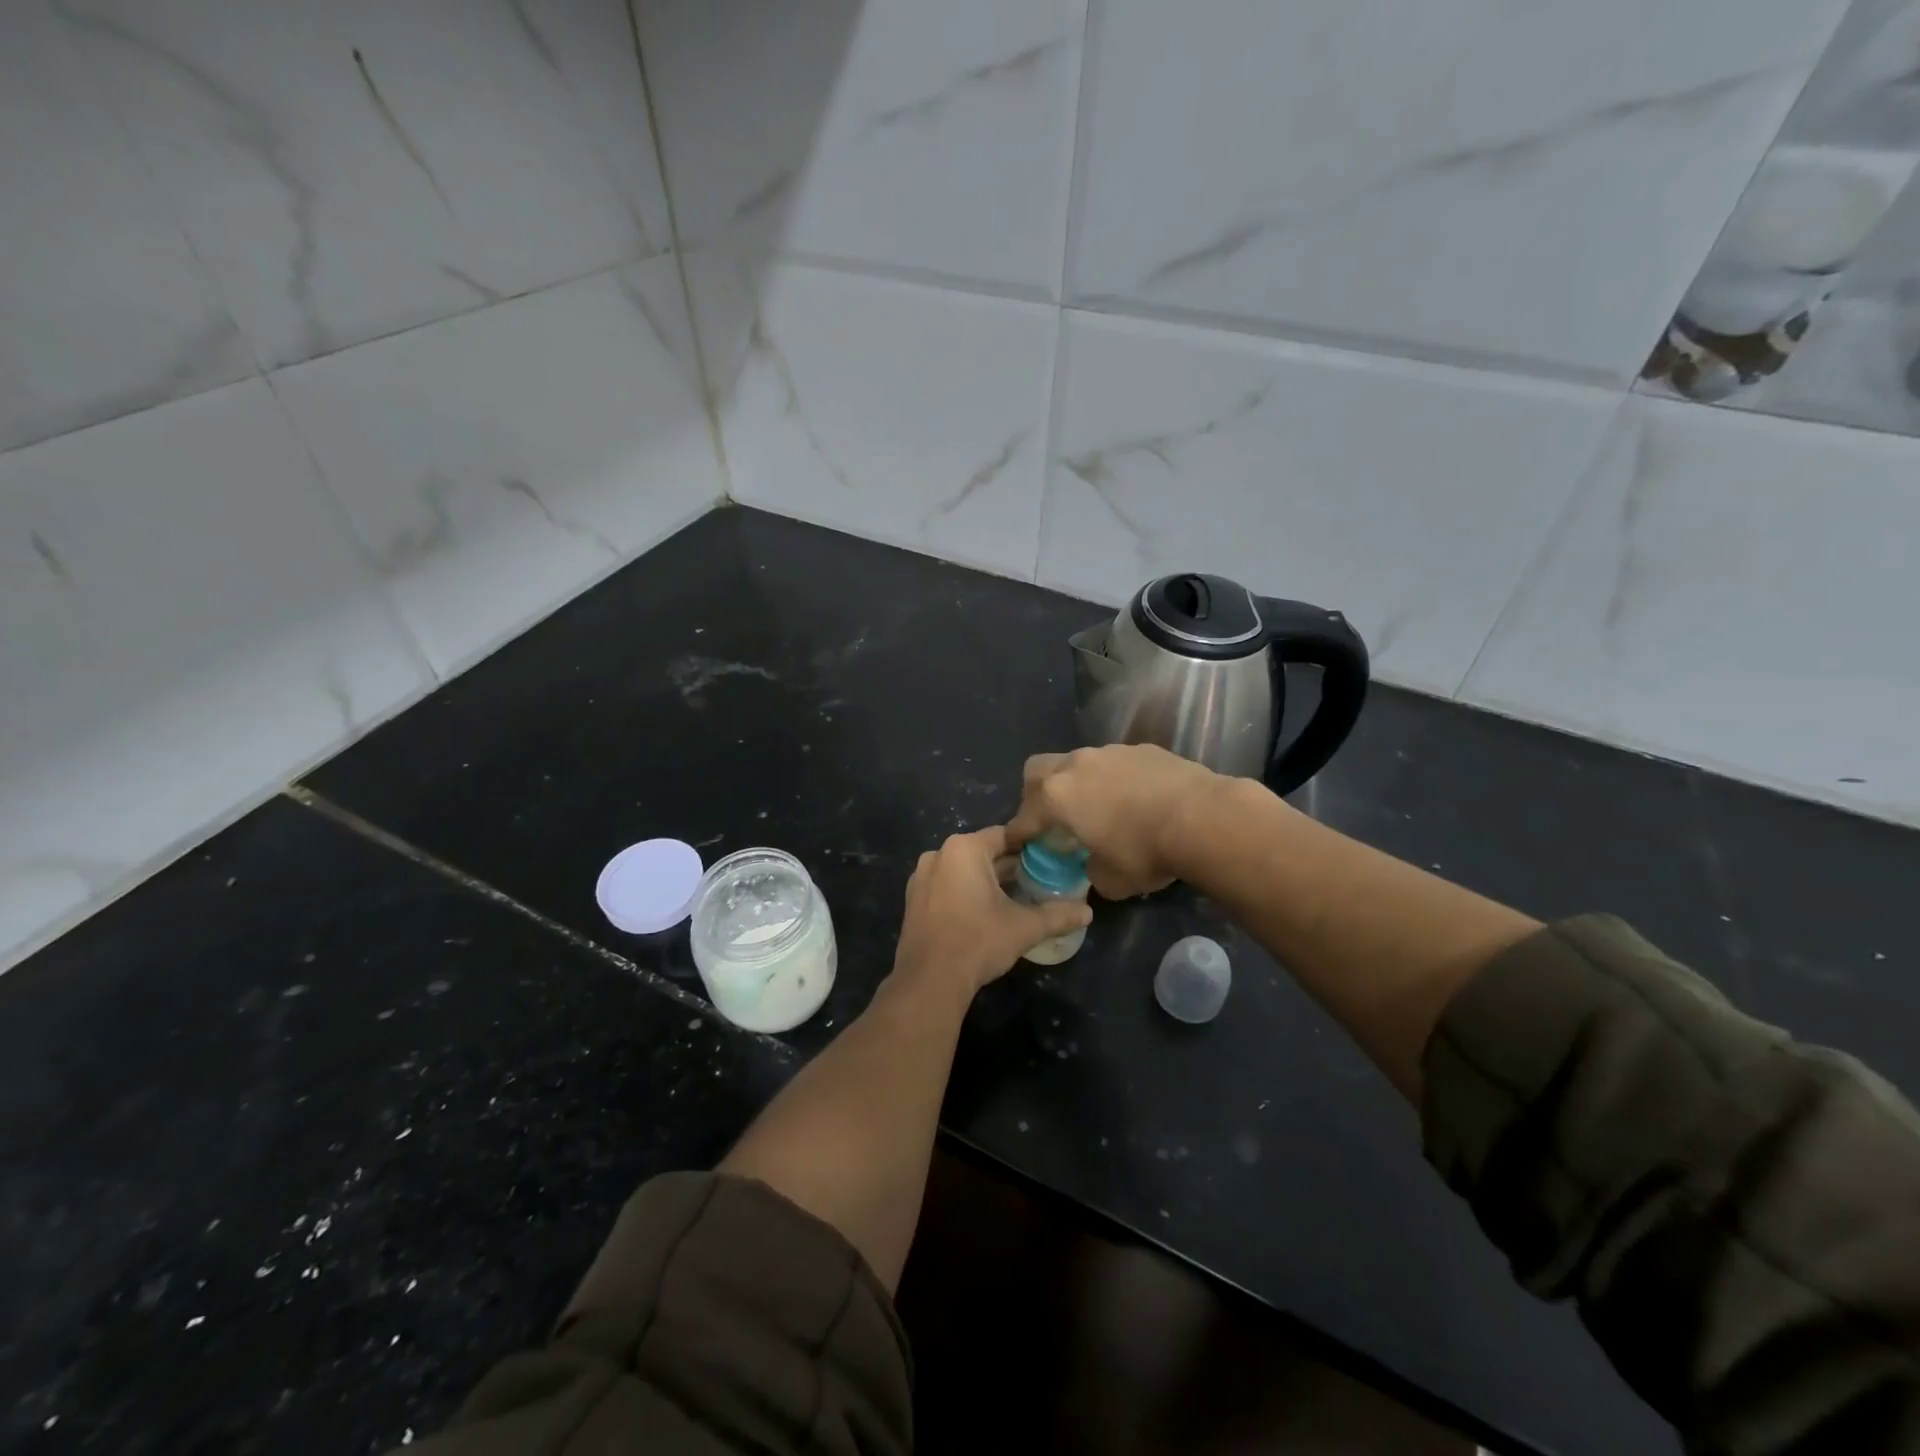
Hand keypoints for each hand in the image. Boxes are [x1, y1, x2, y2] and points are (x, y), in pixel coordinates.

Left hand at [891, 825, 1091, 1002]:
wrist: (930, 980)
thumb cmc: (978, 941)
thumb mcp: (1024, 927)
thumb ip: (1057, 915)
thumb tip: (1088, 912)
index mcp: (964, 849)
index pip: (1005, 835)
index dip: (1029, 845)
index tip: (1050, 856)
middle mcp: (939, 854)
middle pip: (982, 852)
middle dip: (1009, 865)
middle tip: (1038, 878)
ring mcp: (921, 877)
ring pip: (963, 870)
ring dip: (987, 879)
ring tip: (1016, 895)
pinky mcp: (914, 900)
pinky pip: (946, 886)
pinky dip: (965, 892)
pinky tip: (985, 911)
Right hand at [1007, 745, 1224, 899]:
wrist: (1203, 818)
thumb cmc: (1145, 852)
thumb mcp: (1110, 881)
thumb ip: (1091, 871)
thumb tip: (1094, 866)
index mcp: (1057, 797)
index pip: (1024, 817)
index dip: (1018, 834)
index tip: (1018, 845)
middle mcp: (1076, 765)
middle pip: (1038, 770)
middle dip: (1036, 793)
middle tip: (1053, 817)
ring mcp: (1110, 752)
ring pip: (1079, 762)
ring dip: (1080, 783)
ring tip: (1101, 807)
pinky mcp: (1142, 748)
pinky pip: (1115, 763)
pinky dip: (1115, 780)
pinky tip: (1136, 800)